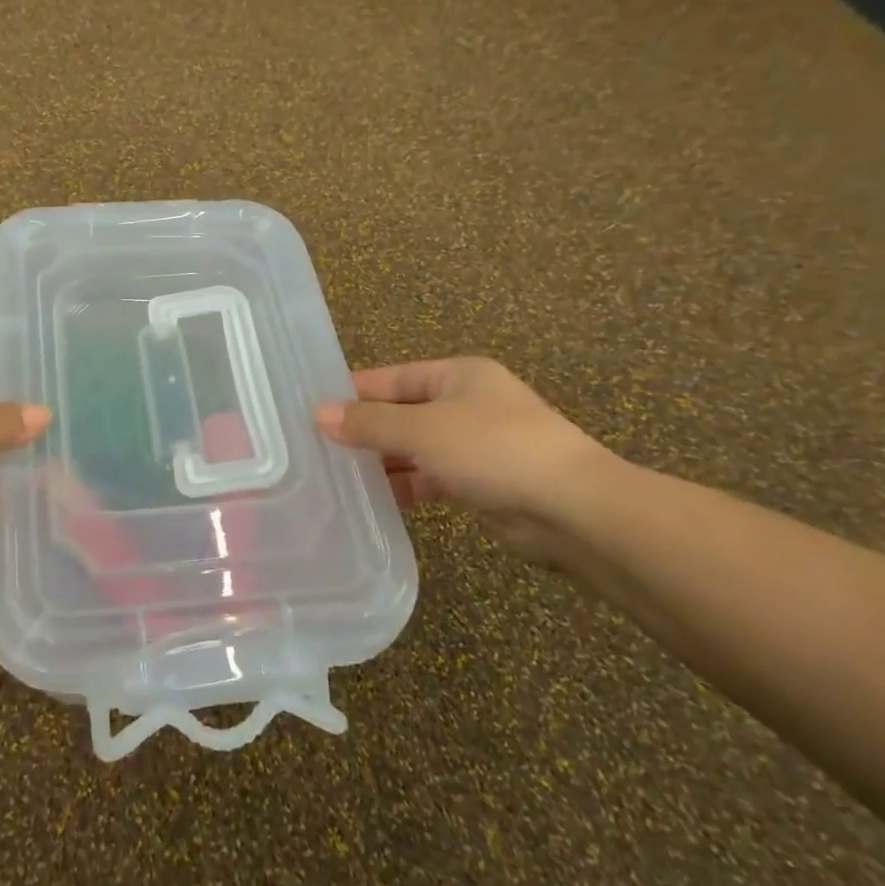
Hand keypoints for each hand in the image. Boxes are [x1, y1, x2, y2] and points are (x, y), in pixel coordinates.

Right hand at [315, 357, 612, 563]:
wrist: (572, 509)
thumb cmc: (493, 450)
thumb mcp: (422, 430)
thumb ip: (369, 423)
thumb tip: (318, 413)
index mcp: (457, 375)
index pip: (391, 378)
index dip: (352, 392)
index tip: (311, 410)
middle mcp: (467, 403)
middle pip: (402, 412)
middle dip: (365, 430)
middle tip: (317, 448)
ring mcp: (477, 444)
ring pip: (415, 448)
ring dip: (383, 461)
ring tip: (337, 477)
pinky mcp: (483, 483)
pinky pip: (432, 477)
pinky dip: (407, 486)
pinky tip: (376, 501)